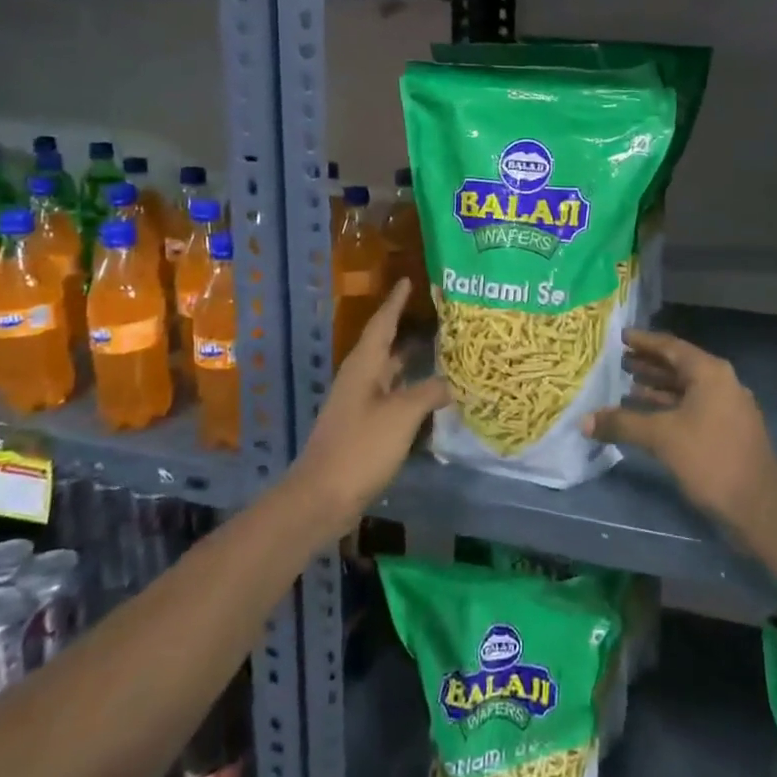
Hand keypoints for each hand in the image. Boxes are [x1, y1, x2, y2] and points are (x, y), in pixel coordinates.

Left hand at [290, 279, 448, 527]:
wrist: (322, 497)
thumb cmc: (361, 446)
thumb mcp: (402, 415)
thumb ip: (430, 391)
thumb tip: (454, 380)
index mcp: (364, 365)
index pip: (383, 322)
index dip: (397, 301)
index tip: (409, 280)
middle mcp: (360, 377)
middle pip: (386, 344)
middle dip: (409, 328)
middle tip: (440, 315)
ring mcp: (360, 403)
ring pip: (390, 372)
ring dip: (412, 360)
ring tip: (442, 348)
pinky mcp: (364, 426)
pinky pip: (392, 395)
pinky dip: (411, 388)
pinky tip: (431, 393)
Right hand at [583, 329, 776, 536]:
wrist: (759, 505)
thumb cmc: (710, 459)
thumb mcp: (661, 437)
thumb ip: (622, 424)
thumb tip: (584, 420)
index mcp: (710, 373)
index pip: (671, 347)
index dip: (644, 341)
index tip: (621, 337)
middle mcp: (722, 382)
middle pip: (679, 366)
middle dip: (649, 364)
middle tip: (619, 362)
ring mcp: (728, 407)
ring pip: (686, 389)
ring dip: (658, 387)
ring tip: (626, 387)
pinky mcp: (728, 430)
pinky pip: (693, 407)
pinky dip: (670, 407)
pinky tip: (648, 416)